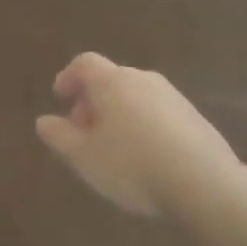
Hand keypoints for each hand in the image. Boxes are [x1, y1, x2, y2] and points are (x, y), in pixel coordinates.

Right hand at [36, 53, 238, 218]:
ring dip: (118, 115)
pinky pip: (158, 114)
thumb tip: (44, 121)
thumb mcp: (84, 157)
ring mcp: (173, 97)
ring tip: (113, 150)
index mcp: (113, 82)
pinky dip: (143, 126)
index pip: (84, 63)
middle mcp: (143, 80)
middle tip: (83, 133)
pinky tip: (145, 158)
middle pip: (111, 81)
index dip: (68, 77)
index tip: (60, 97)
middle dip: (92, 103)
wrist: (203, 182)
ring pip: (136, 98)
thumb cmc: (131, 165)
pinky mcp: (195, 118)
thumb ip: (59, 136)